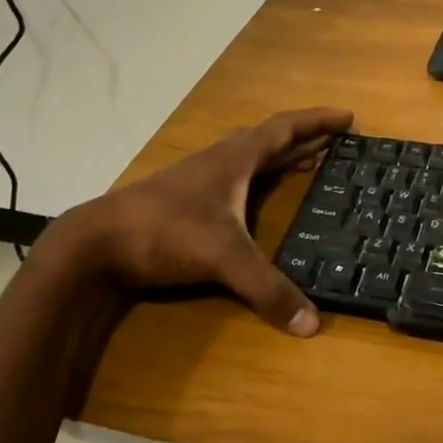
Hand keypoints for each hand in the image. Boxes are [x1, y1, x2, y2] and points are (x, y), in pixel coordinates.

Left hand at [37, 107, 352, 335]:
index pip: (285, 129)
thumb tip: (312, 324)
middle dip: (305, 138)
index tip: (348, 117)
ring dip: (280, 157)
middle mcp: (220, 162)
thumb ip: (267, 289)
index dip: (318, 121)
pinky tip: (256, 198)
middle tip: (336, 144)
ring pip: (249, 158)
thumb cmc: (163, 232)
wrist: (94, 244)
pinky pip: (234, 178)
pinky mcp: (185, 201)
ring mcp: (199, 180)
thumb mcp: (222, 258)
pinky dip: (257, 179)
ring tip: (306, 164)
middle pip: (270, 139)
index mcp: (235, 159)